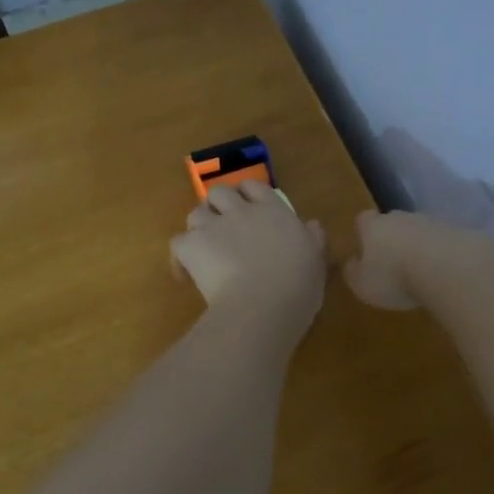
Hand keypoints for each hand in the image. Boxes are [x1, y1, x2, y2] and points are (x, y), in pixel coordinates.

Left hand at [173, 180, 326, 339]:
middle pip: (219, 192)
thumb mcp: (317, 262)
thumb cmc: (298, 286)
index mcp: (274, 211)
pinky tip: (186, 273)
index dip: (247, 195)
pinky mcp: (191, 247)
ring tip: (204, 249)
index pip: (254, 187)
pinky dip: (180, 257)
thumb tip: (312, 224)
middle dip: (218, 206)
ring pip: (196, 213)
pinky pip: (177, 242)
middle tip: (223, 228)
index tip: (249, 209)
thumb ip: (313, 240)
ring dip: (199, 227)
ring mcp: (213, 227)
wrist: (262, 307)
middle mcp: (241, 211)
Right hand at [342, 210, 451, 310]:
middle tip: (393, 263)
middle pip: (392, 222)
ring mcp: (431, 221)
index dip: (363, 233)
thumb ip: (353, 272)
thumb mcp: (362, 284)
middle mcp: (400, 217)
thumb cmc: (394, 276)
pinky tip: (442, 272)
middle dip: (392, 239)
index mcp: (373, 226)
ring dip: (418, 247)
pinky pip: (442, 242)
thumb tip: (351, 264)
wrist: (448, 266)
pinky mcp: (457, 231)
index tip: (364, 250)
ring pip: (419, 231)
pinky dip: (440, 254)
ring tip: (420, 272)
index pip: (362, 220)